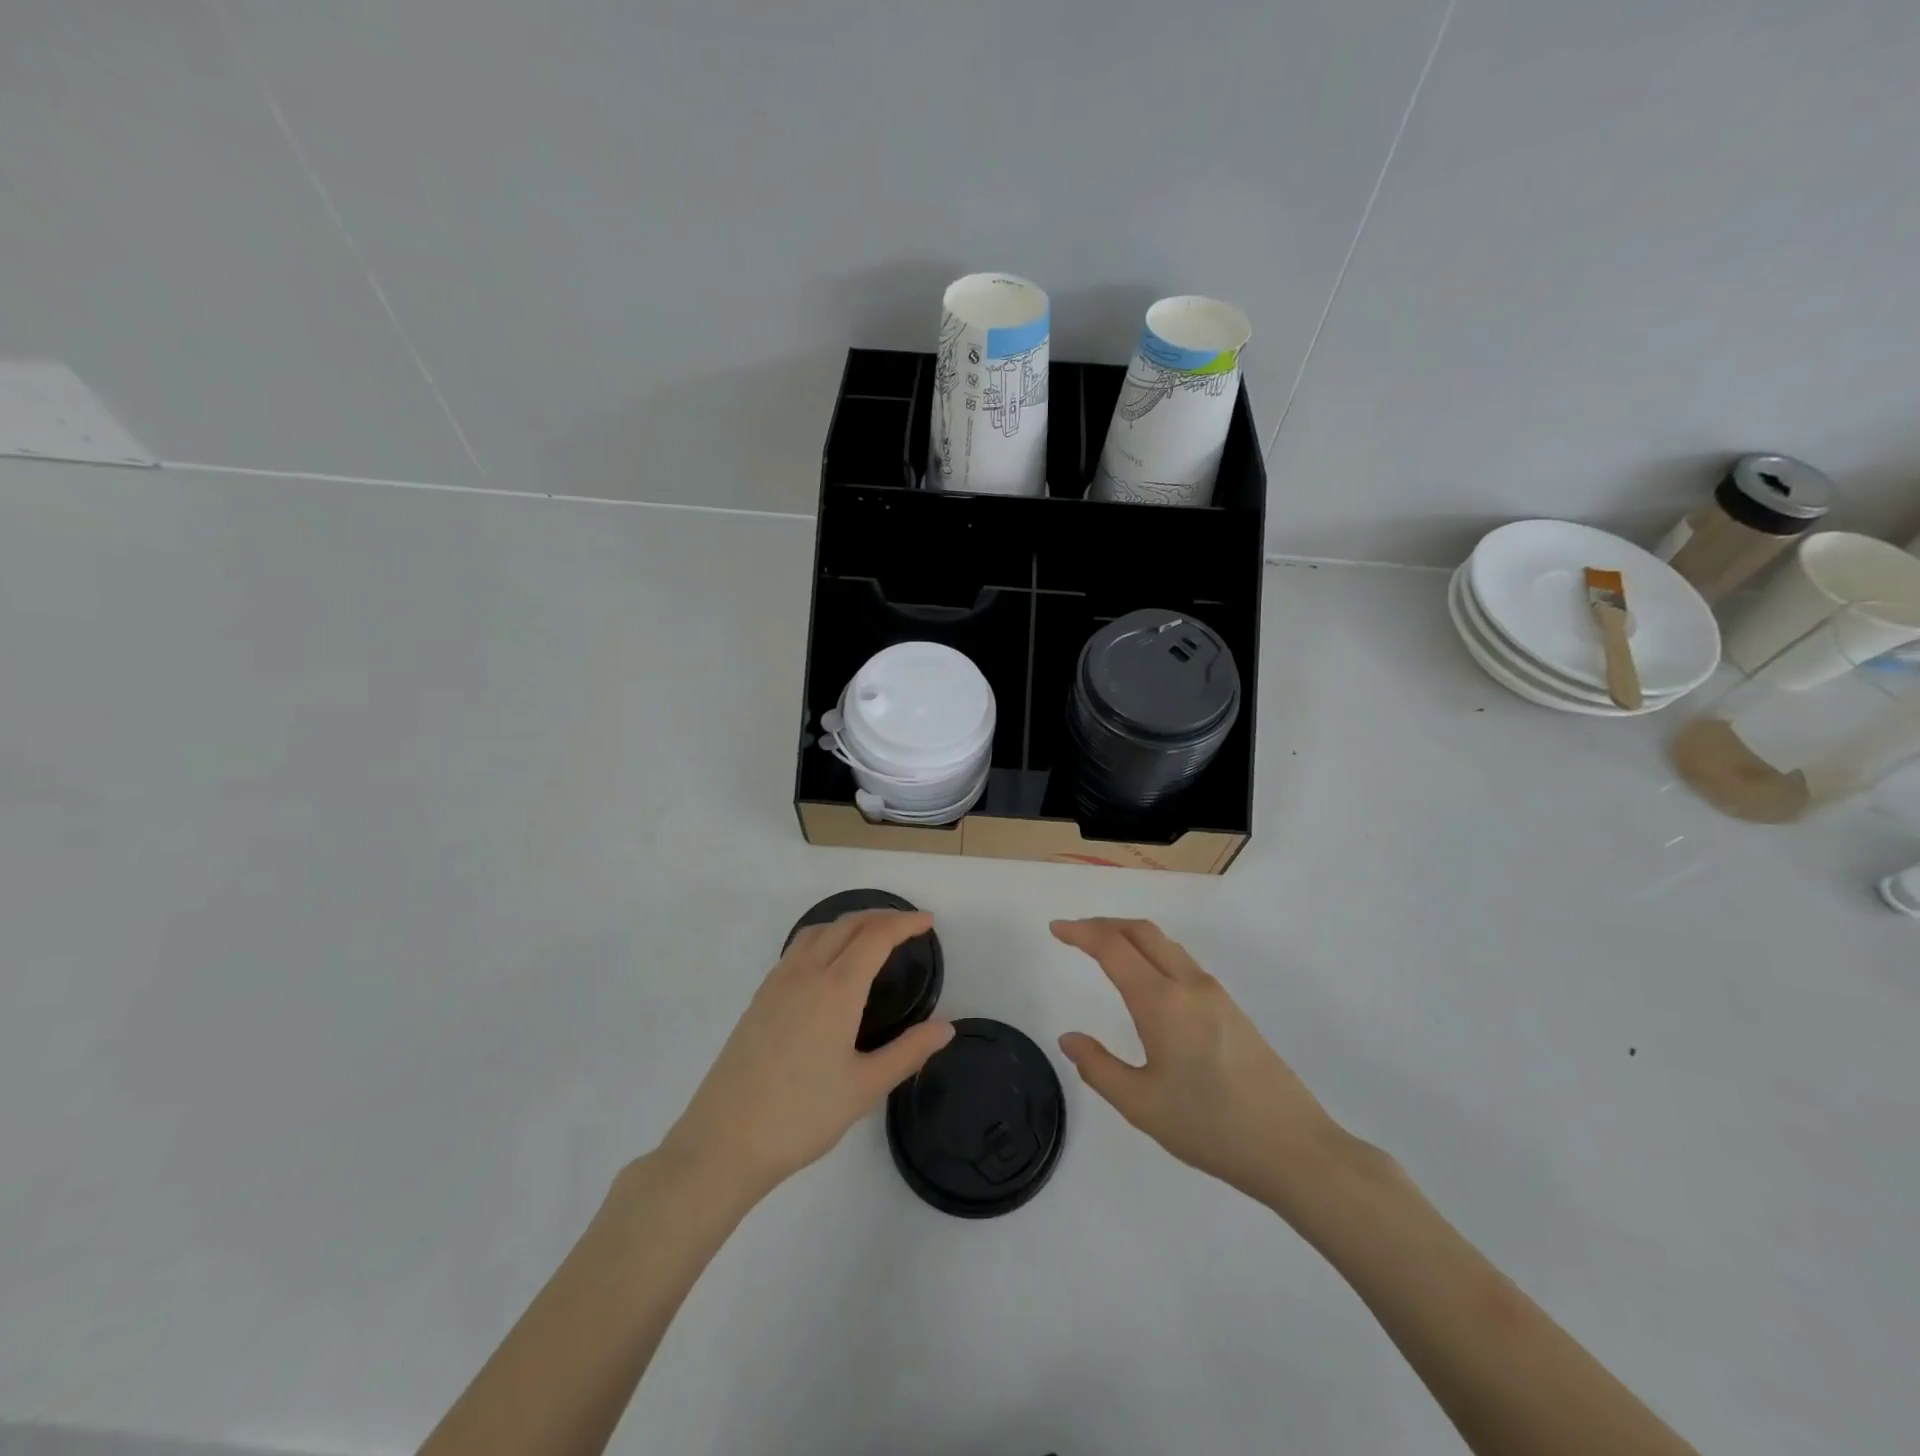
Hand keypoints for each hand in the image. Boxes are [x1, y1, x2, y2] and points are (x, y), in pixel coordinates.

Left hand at [659, 911, 953, 1203]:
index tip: (928, 922)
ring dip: (849, 923)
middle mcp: (806, 973)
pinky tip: (829, 965)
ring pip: (818, 931)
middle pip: (847, 924)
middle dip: (881, 917)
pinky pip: (797, 949)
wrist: (724, 1141)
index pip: (876, 937)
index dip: (905, 923)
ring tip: (871, 937)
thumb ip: (909, 1051)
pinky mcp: (759, 999)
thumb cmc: (802, 1115)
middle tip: (908, 926)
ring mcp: (777, 983)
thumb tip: (946, 1027)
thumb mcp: (865, 1087)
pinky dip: (824, 938)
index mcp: (836, 989)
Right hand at [1052, 918, 1351, 1211]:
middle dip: (1104, 924)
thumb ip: (1099, 1068)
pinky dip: (1153, 953)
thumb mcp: (1141, 1105)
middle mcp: (1189, 985)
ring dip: (1131, 936)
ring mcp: (1215, 994)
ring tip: (1105, 950)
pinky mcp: (1232, 1009)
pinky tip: (1147, 980)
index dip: (1081, 932)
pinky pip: (1182, 962)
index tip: (1056, 928)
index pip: (1113, 947)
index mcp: (1161, 1002)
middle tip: (1075, 933)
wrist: (1293, 1148)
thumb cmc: (1210, 1127)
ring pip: (1166, 944)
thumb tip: (1068, 1039)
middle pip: (1142, 931)